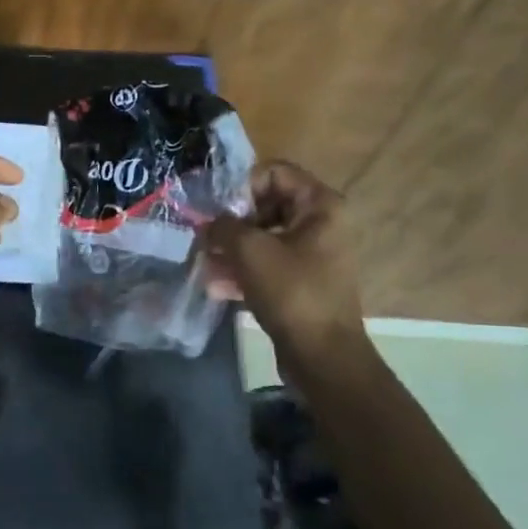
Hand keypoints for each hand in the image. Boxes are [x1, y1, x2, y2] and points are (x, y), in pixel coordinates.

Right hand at [205, 161, 362, 351]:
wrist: (322, 356)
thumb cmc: (291, 293)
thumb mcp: (250, 251)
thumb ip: (222, 226)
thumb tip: (209, 223)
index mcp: (319, 205)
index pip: (273, 172)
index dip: (240, 187)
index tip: (217, 211)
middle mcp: (320, 223)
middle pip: (265, 205)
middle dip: (231, 222)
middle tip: (205, 239)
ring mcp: (312, 254)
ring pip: (263, 237)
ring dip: (232, 249)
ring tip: (205, 265)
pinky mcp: (301, 282)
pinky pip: (267, 265)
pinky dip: (243, 271)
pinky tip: (216, 287)